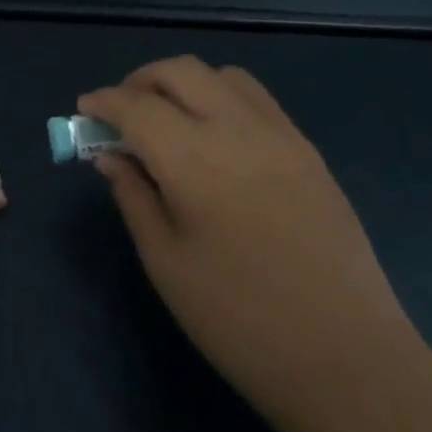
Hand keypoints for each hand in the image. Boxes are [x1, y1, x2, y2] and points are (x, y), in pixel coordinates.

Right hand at [80, 57, 417, 420]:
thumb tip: (109, 156)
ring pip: (222, 76)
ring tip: (167, 120)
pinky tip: (214, 138)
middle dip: (139, 81)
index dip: (103, 102)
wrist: (347, 360)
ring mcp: (281, 136)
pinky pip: (256, 99)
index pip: (136, 106)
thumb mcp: (165, 262)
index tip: (83, 111)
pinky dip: (221, 98)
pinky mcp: (309, 151)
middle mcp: (238, 130)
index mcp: (195, 160)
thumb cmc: (239, 320)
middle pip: (179, 72)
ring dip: (183, 84)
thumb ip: (134, 195)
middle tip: (120, 114)